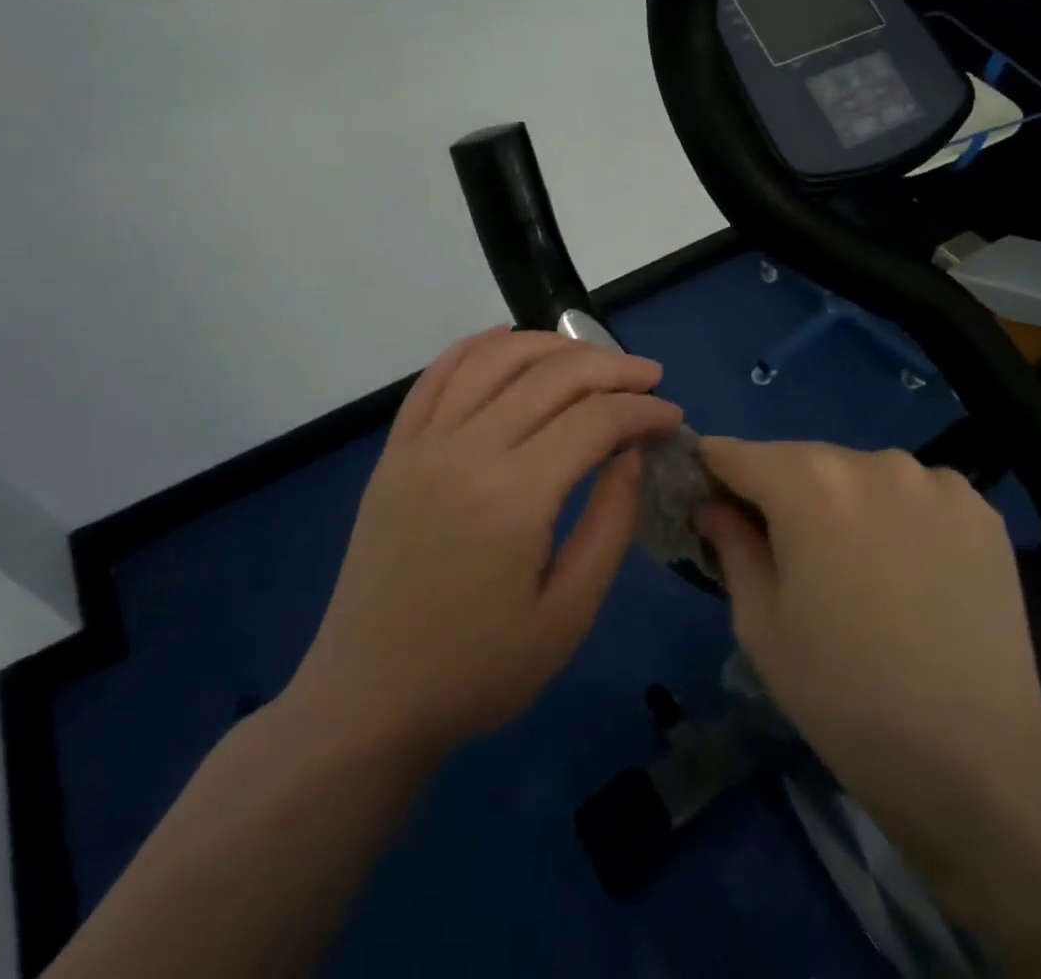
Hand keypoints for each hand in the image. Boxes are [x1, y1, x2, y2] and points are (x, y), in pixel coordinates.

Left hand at [289, 328, 681, 758]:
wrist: (369, 699)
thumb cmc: (478, 669)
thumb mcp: (568, 615)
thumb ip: (611, 524)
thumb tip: (632, 453)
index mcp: (514, 495)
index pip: (594, 419)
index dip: (642, 410)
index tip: (672, 418)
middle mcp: (466, 449)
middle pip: (551, 375)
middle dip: (611, 367)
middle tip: (649, 378)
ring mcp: (423, 443)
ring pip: (494, 358)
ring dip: (551, 345)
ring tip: (591, 357)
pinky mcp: (396, 450)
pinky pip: (438, 374)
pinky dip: (478, 346)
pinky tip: (508, 341)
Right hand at [694, 439, 1040, 869]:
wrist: (976, 758)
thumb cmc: (843, 693)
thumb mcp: (761, 624)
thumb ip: (731, 545)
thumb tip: (713, 505)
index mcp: (808, 483)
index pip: (736, 454)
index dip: (714, 473)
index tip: (708, 501)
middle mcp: (871, 461)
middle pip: (803, 460)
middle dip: (782, 492)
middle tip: (785, 551)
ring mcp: (933, 480)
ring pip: (862, 475)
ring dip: (844, 502)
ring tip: (857, 566)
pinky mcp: (979, 508)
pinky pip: (916, 494)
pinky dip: (899, 516)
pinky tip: (911, 570)